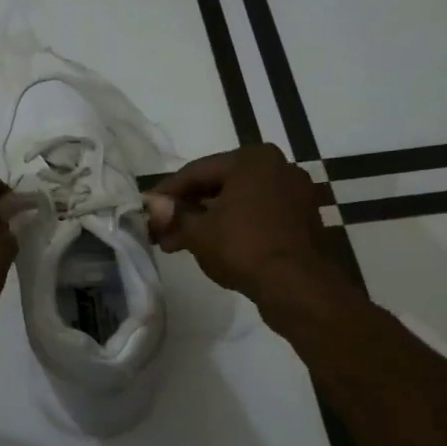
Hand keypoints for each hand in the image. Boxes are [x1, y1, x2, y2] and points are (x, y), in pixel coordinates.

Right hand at [144, 145, 347, 309]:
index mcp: (252, 159)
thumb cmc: (244, 247)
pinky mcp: (302, 219)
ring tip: (177, 244)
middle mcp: (277, 167)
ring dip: (206, 221)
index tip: (145, 208)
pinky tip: (210, 246)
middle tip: (159, 230)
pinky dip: (232, 227)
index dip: (166, 192)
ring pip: (237, 202)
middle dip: (186, 209)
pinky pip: (257, 215)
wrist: (299, 286)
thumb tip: (152, 205)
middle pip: (218, 185)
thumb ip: (174, 214)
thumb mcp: (199, 232)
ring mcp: (294, 193)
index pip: (196, 171)